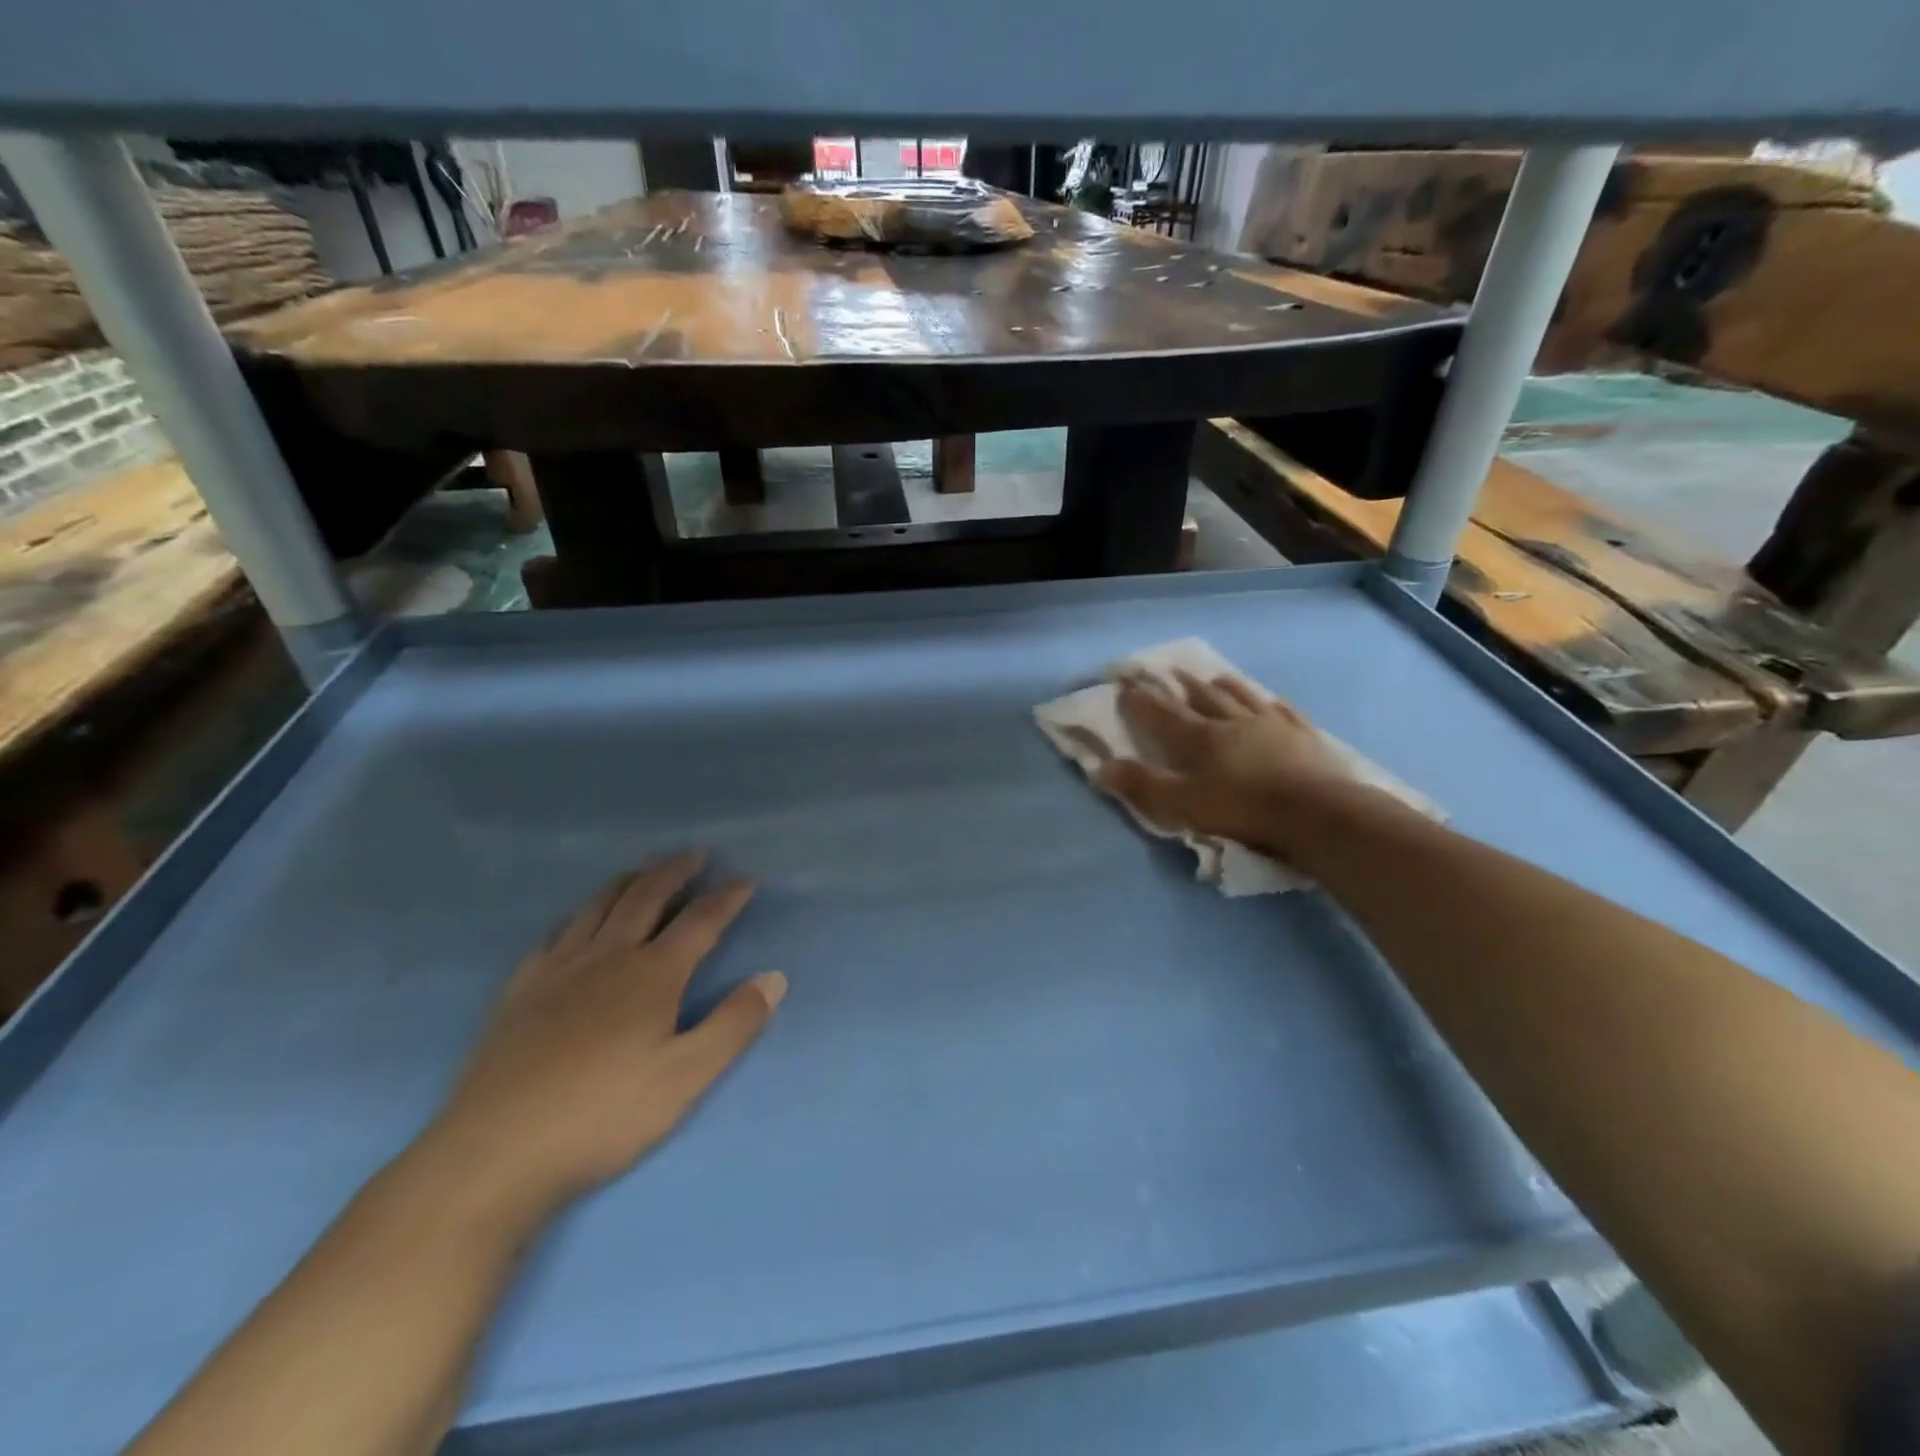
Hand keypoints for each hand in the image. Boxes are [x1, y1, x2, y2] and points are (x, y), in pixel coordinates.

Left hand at [427, 851, 785, 1220]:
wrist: (495, 1153)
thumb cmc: (602, 1117)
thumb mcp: (686, 1078)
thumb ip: (734, 1024)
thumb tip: (775, 977)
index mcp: (652, 975)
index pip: (700, 921)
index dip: (727, 897)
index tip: (747, 879)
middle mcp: (608, 956)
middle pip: (646, 897)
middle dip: (675, 871)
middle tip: (695, 855)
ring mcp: (559, 968)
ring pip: (599, 905)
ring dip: (630, 880)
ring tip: (645, 871)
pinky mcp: (521, 988)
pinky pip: (557, 931)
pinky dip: (581, 912)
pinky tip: (580, 920)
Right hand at [1096, 671, 1387, 865]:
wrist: (1316, 812)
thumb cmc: (1242, 809)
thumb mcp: (1182, 805)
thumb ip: (1143, 785)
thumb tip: (1101, 768)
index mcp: (1200, 738)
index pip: (1164, 714)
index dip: (1143, 701)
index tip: (1127, 685)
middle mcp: (1233, 722)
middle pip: (1203, 697)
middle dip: (1183, 686)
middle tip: (1170, 672)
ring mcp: (1272, 725)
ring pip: (1243, 697)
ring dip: (1225, 686)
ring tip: (1215, 677)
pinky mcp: (1305, 736)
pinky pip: (1284, 712)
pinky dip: (1272, 704)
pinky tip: (1272, 701)